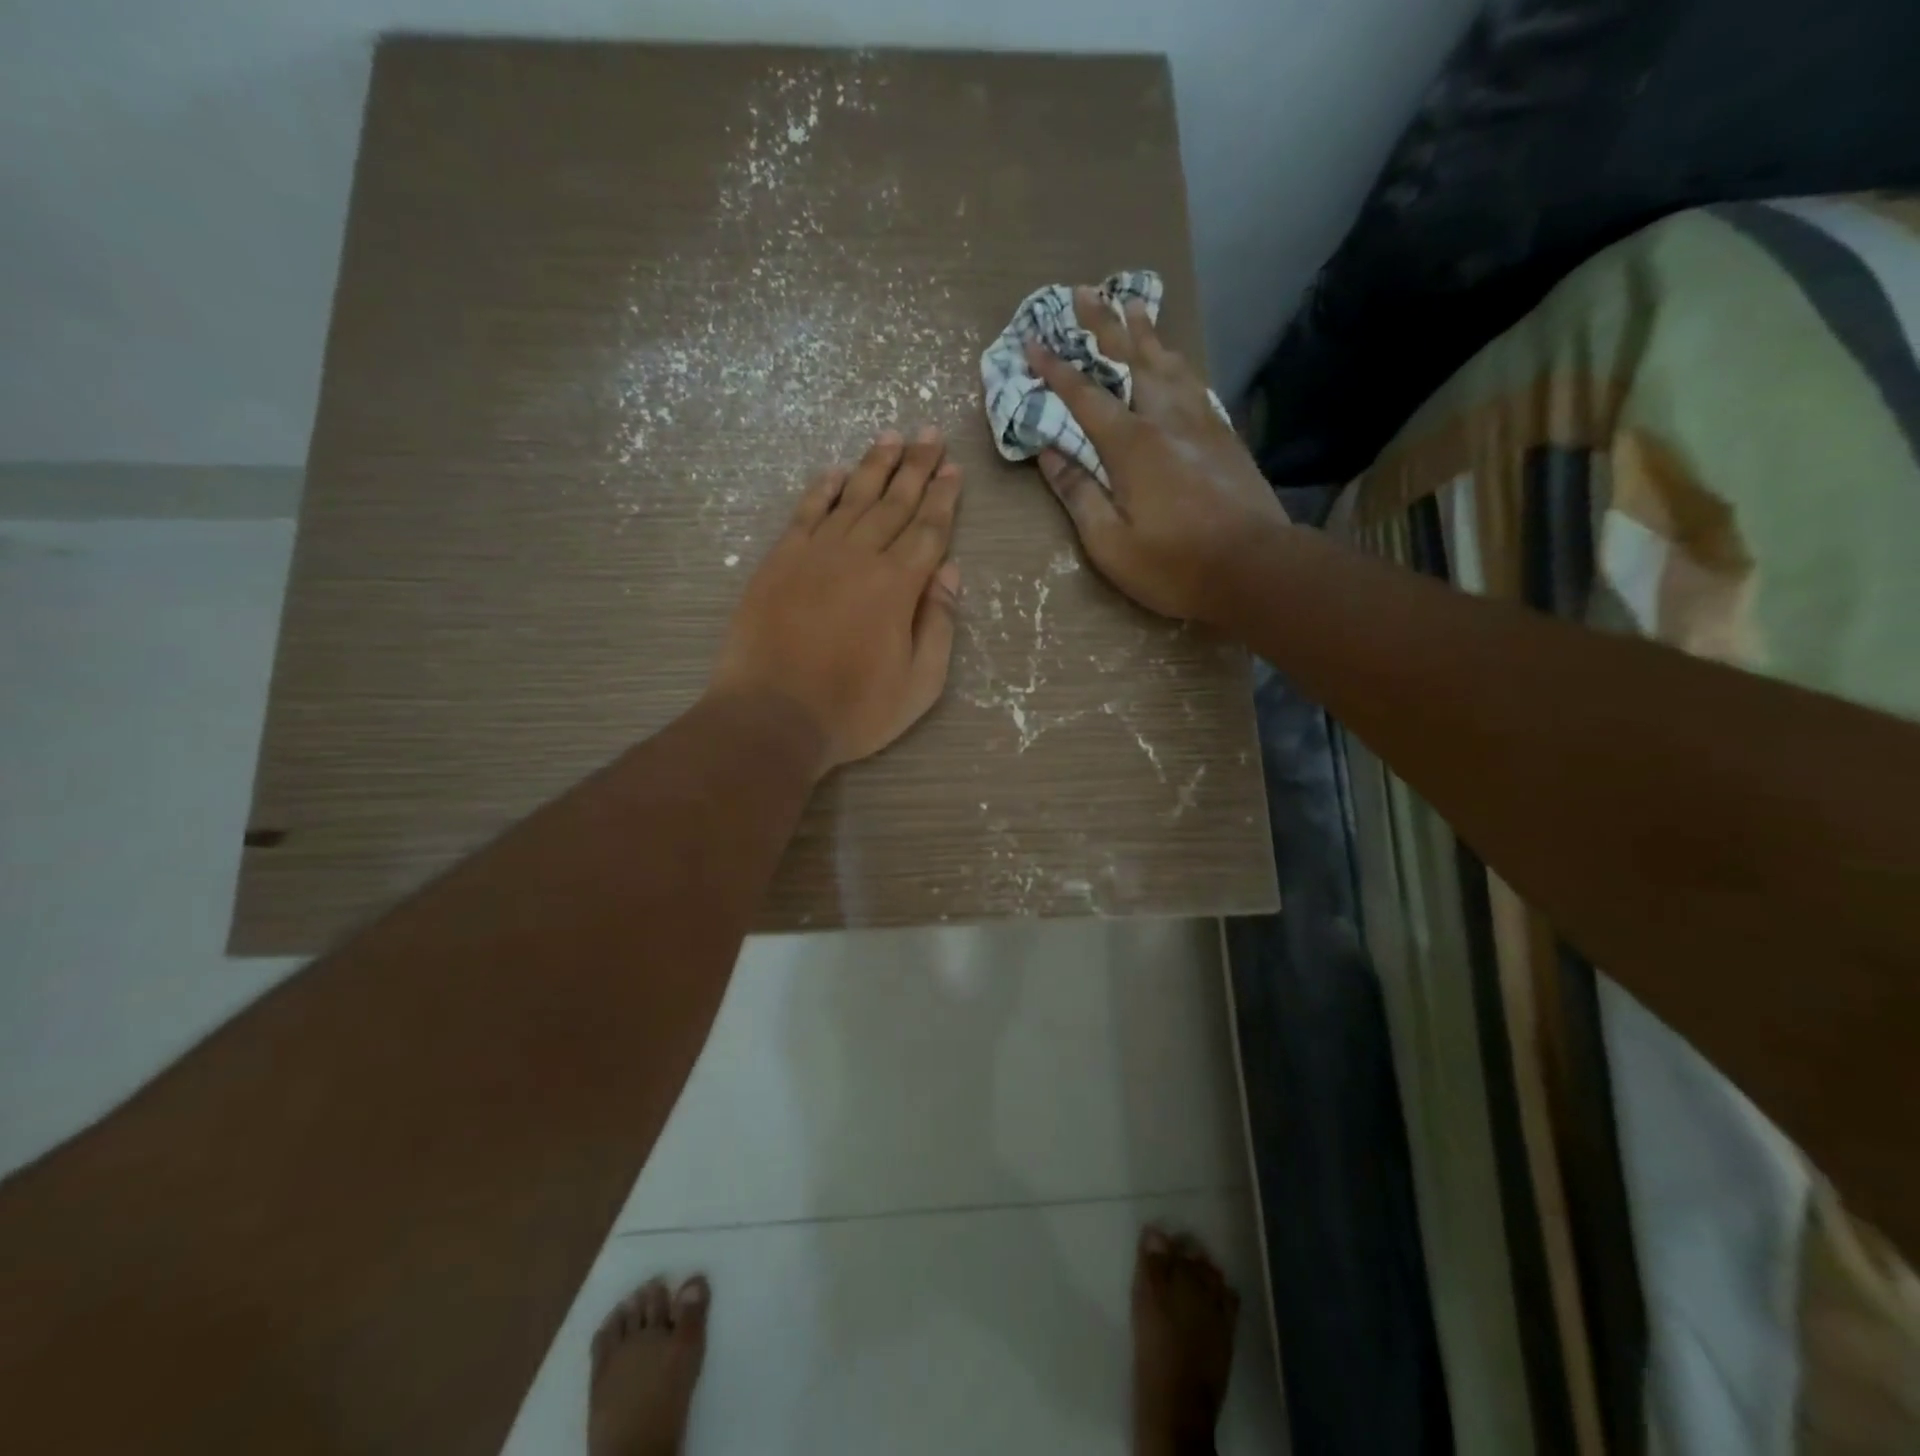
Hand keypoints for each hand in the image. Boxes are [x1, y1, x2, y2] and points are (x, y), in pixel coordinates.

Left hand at [709, 429, 962, 774]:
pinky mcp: (779, 562)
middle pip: (894, 503)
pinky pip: (805, 514)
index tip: (953, 469)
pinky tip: (835, 472)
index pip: (928, 530)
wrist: (772, 717)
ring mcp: (815, 555)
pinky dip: (822, 490)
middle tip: (930, 434)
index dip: (944, 499)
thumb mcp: (919, 684)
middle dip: (916, 468)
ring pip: (852, 499)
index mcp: (898, 586)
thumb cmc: (854, 710)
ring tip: (892, 437)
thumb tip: (950, 572)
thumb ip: (939, 625)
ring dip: (874, 466)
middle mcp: (859, 557)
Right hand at [1027, 288, 1288, 622]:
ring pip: (1167, 363)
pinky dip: (1176, 362)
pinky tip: (1174, 358)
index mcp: (1131, 445)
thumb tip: (1048, 453)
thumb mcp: (1110, 544)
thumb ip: (1079, 494)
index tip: (1032, 341)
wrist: (1255, 568)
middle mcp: (1165, 419)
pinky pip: (1194, 382)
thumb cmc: (1175, 565)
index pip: (1085, 395)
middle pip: (1130, 360)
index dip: (1055, 368)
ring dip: (1144, 332)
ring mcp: (1200, 422)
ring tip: (1131, 304)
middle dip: (1102, 325)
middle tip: (1083, 291)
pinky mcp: (1224, 435)